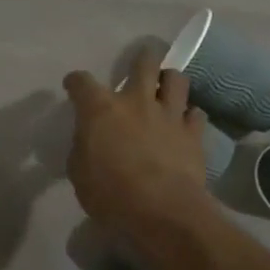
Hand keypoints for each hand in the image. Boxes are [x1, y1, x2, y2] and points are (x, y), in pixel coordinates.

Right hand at [62, 48, 216, 237]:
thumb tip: (90, 139)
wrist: (161, 211)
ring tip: (167, 86)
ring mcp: (169, 115)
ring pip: (177, 80)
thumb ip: (84, 147)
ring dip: (170, 80)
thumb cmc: (110, 193)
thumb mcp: (79, 171)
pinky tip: (186, 120)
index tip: (73, 85)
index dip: (75, 81)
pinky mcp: (194, 134)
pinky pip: (196, 114)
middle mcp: (136, 102)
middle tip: (142, 59)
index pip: (82, 82)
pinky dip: (190, 114)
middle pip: (144, 64)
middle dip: (143, 58)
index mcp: (100, 109)